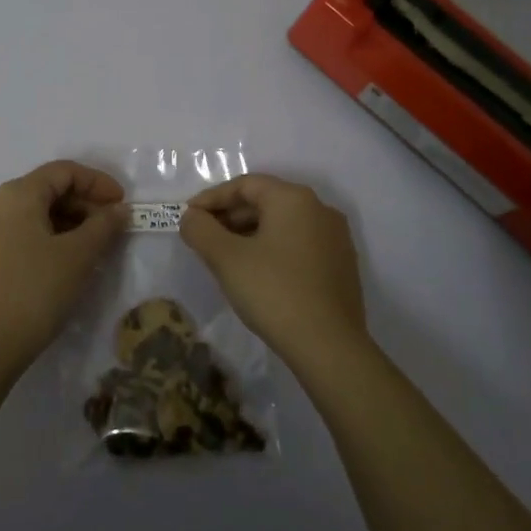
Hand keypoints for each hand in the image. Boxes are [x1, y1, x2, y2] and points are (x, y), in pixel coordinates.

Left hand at [0, 160, 127, 372]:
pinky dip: (48, 235)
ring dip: (68, 221)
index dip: (98, 183)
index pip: (63, 171)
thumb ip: (103, 225)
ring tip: (95, 245)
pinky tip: (67, 258)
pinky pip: (21, 231)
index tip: (122, 205)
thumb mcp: (78, 256)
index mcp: (16, 194)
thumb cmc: (36, 291)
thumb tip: (119, 210)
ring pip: (34, 212)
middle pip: (47, 189)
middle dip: (84, 203)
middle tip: (112, 227)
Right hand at [180, 174, 369, 367]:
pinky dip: (272, 248)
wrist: (329, 346)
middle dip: (230, 216)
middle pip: (265, 201)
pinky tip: (256, 272)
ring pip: (282, 224)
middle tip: (202, 237)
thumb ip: (200, 230)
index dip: (211, 198)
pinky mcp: (341, 264)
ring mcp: (335, 237)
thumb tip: (192, 218)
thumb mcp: (226, 259)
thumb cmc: (273, 292)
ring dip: (249, 233)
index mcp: (293, 199)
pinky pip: (298, 244)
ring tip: (224, 256)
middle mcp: (319, 209)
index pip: (245, 185)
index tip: (188, 217)